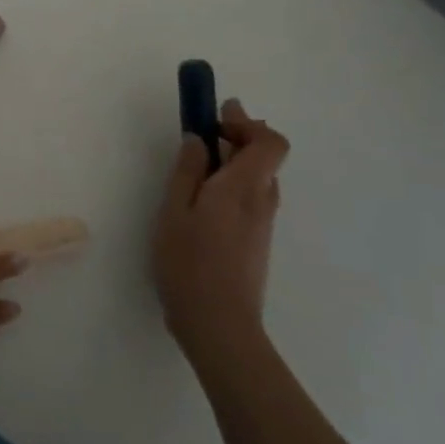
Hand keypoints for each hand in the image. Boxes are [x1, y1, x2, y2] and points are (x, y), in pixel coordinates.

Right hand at [154, 99, 289, 372]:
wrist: (219, 326)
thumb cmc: (188, 263)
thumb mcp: (174, 210)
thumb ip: (187, 170)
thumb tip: (198, 138)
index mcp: (243, 188)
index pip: (270, 142)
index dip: (246, 122)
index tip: (215, 117)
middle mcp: (262, 201)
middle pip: (265, 156)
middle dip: (237, 136)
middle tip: (202, 133)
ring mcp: (263, 224)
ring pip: (258, 178)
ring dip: (234, 160)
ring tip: (196, 166)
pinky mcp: (257, 242)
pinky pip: (252, 198)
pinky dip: (233, 183)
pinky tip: (203, 200)